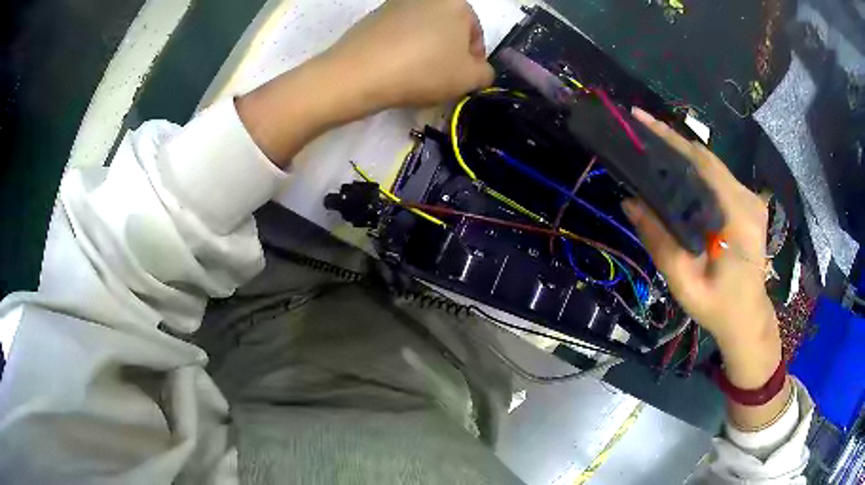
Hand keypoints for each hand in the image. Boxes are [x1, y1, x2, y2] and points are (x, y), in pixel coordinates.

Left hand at [238, 0, 493, 165]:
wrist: (358, 74)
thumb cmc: (423, 70)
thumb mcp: (470, 78)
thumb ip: (486, 73)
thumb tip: (479, 70)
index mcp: (456, 3)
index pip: (476, 35)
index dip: (473, 62)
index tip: (461, 81)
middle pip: (449, 31)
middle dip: (448, 55)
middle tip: (440, 80)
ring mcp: (397, 4)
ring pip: (423, 33)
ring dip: (426, 52)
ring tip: (415, 77)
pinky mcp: (373, 16)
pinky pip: (399, 35)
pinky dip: (402, 50)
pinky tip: (395, 69)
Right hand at [622, 109, 782, 391]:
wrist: (748, 319)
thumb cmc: (718, 307)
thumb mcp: (684, 281)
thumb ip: (659, 241)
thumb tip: (630, 201)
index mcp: (738, 216)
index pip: (702, 163)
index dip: (670, 138)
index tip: (639, 119)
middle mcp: (748, 199)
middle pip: (707, 158)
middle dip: (672, 140)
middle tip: (638, 128)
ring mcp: (752, 200)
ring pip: (713, 165)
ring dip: (683, 154)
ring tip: (651, 145)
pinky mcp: (749, 204)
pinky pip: (719, 178)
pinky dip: (696, 169)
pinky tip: (676, 170)